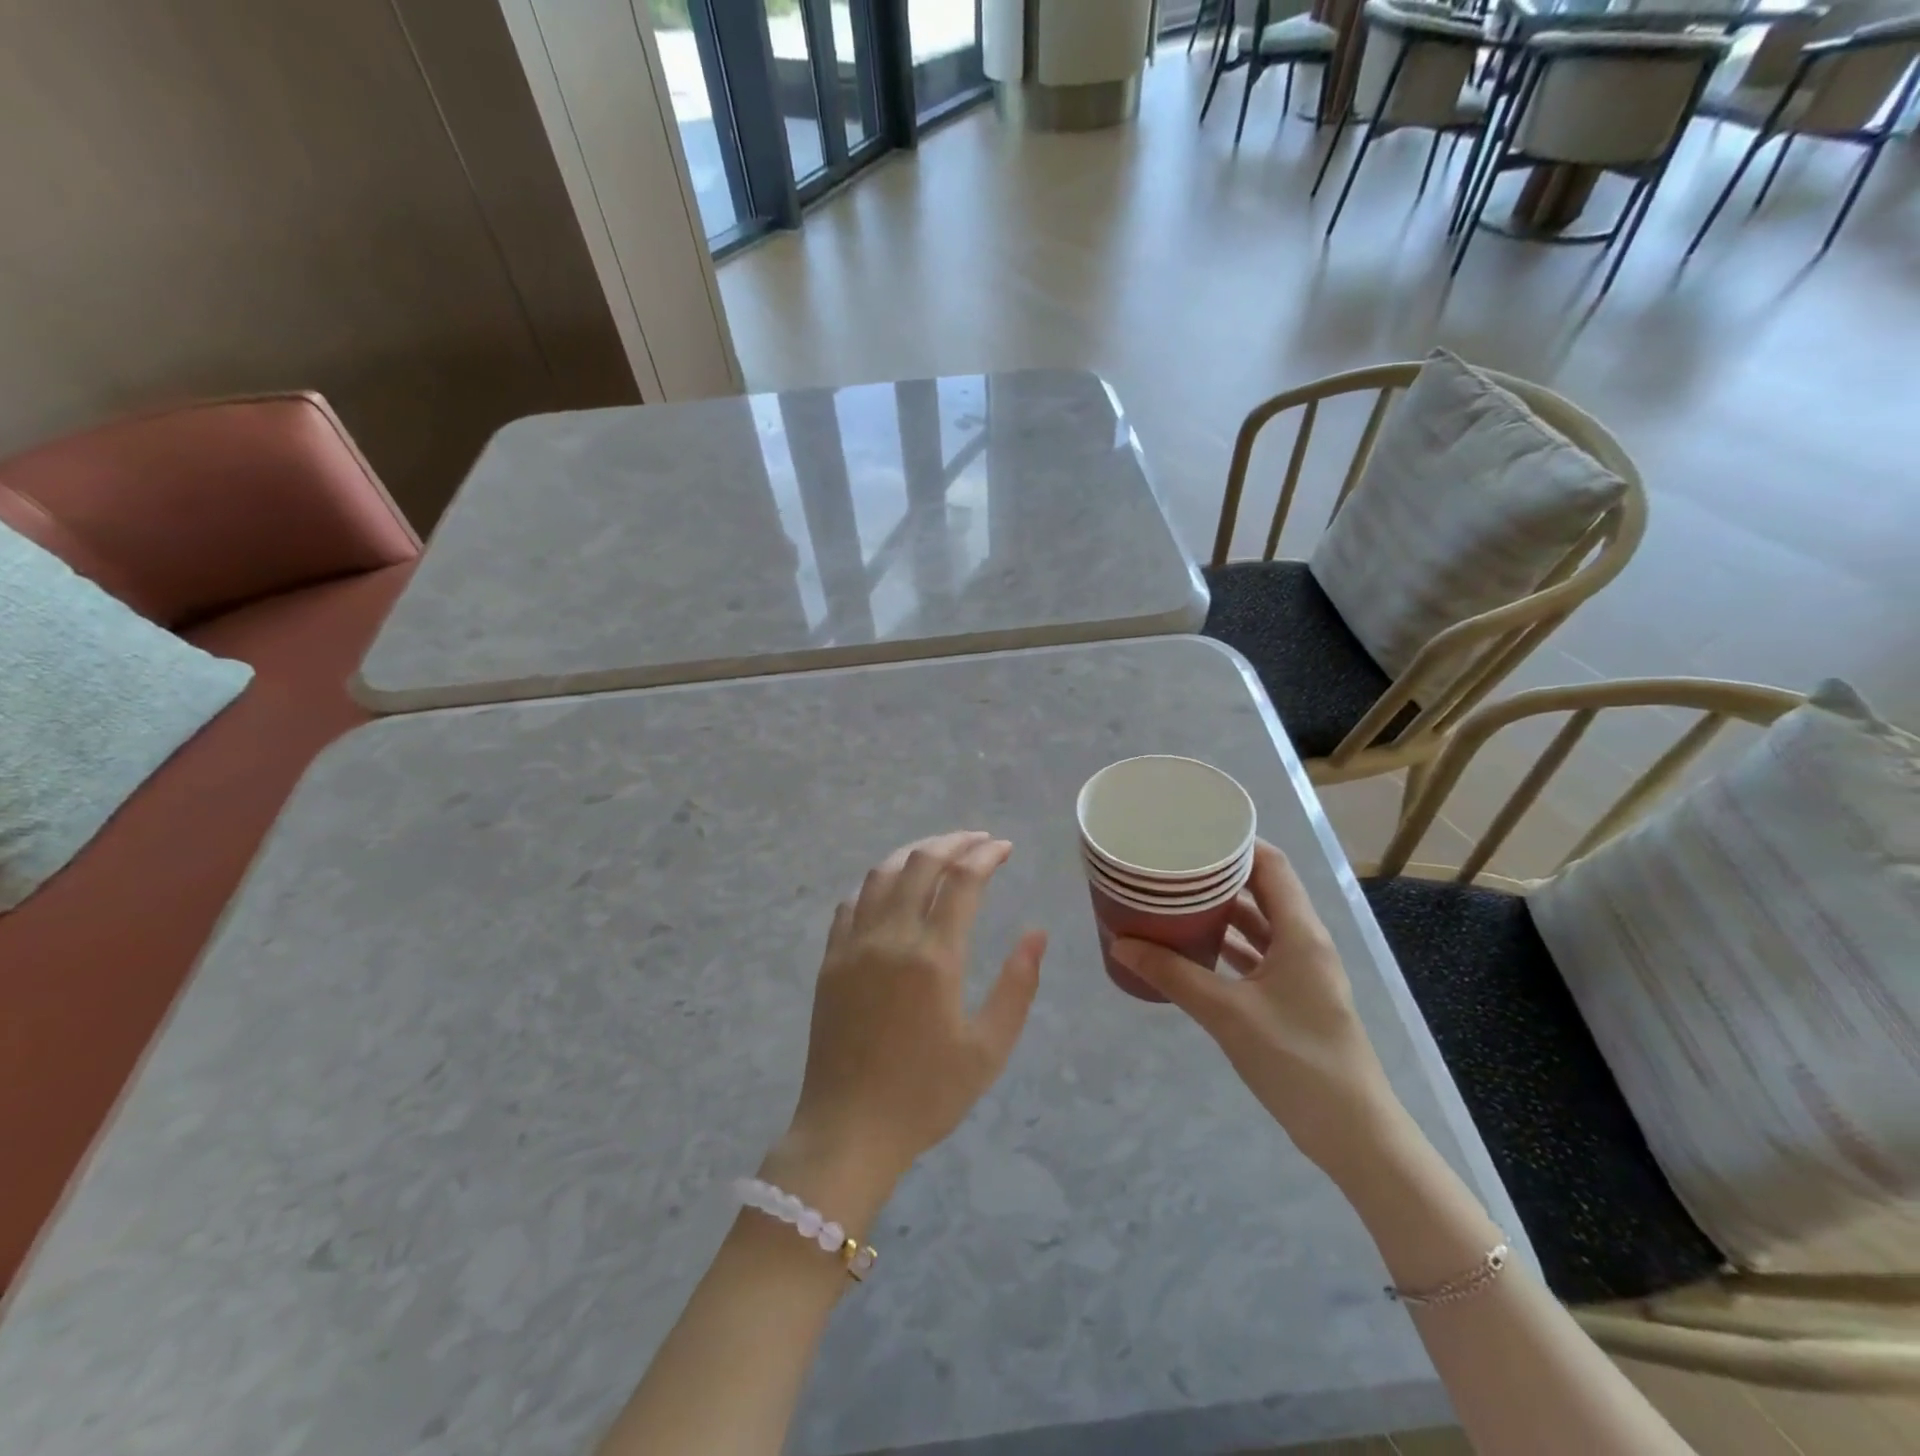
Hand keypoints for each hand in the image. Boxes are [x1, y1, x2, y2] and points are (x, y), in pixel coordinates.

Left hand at [773, 832, 1046, 1221]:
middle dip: (953, 842)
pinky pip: (851, 903)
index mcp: (934, 957)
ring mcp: (853, 945)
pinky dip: (876, 883)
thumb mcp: (988, 1050)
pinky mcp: (829, 960)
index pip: (962, 881)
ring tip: (939, 853)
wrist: (848, 1129)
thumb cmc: (926, 1095)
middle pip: (920, 863)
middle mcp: (891, 938)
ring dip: (913, 853)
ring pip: (881, 874)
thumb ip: (1017, 986)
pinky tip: (890, 889)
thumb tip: (1036, 933)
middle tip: (977, 840)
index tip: (1004, 847)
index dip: (985, 855)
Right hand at [1110, 841, 1401, 1177]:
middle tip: (1172, 864)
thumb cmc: (1296, 1060)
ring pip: (1259, 923)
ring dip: (1222, 910)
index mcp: (1300, 933)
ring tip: (1175, 897)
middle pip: (1263, 889)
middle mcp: (1304, 942)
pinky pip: (1257, 954)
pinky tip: (1194, 947)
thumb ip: (1173, 975)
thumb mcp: (1227, 1013)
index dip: (1235, 843)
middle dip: (1219, 875)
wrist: (1352, 1133)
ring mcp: (1301, 971)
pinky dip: (1228, 944)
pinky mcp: (1293, 996)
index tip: (1191, 832)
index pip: (1271, 865)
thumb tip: (1120, 943)